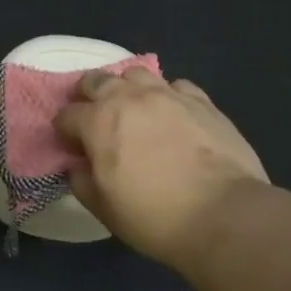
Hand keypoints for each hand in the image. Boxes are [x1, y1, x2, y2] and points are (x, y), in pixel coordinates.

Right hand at [54, 68, 269, 266]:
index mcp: (97, 121)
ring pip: (135, 74)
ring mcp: (167, 94)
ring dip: (127, 88)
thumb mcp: (104, 209)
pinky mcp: (201, 100)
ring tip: (134, 109)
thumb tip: (77, 167)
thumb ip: (82, 182)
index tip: (72, 147)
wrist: (224, 214)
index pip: (66, 115)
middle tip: (95, 118)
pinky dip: (168, 96)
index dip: (65, 131)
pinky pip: (176, 86)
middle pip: (96, 81)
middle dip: (88, 96)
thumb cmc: (155, 216)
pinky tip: (173, 115)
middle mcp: (128, 97)